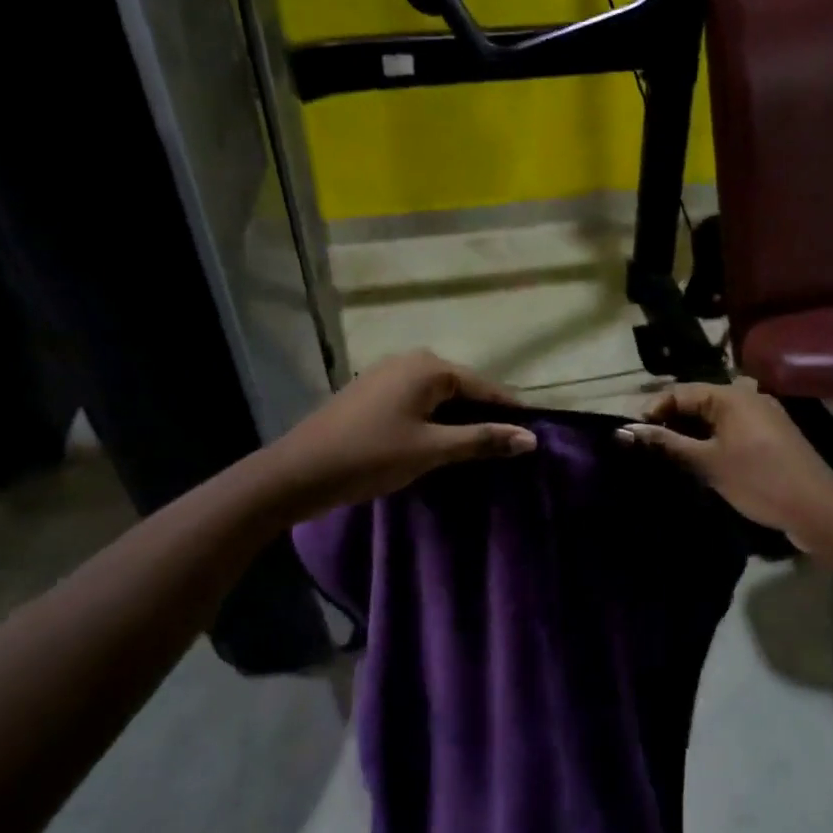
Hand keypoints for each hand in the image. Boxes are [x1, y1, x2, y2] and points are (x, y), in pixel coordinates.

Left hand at [267, 351, 535, 522]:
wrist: (298, 472)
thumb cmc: (370, 456)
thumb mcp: (432, 450)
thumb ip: (482, 440)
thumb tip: (531, 438)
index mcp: (429, 367)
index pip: (485, 387)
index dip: (510, 412)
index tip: (534, 435)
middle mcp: (411, 360)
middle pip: (462, 387)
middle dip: (484, 415)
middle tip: (508, 448)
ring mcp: (388, 373)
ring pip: (439, 395)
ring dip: (459, 419)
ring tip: (480, 449)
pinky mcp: (372, 391)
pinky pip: (417, 400)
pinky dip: (434, 419)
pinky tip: (440, 442)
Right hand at [617, 381, 832, 542]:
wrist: (818, 510)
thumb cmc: (759, 480)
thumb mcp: (708, 463)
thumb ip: (668, 444)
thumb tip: (628, 432)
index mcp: (731, 395)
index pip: (679, 391)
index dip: (653, 411)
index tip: (633, 435)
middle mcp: (747, 397)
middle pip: (697, 402)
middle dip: (670, 423)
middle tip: (647, 448)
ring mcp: (762, 416)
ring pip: (714, 418)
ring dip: (690, 434)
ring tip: (667, 457)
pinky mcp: (770, 436)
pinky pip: (731, 430)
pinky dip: (711, 441)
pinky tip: (698, 462)